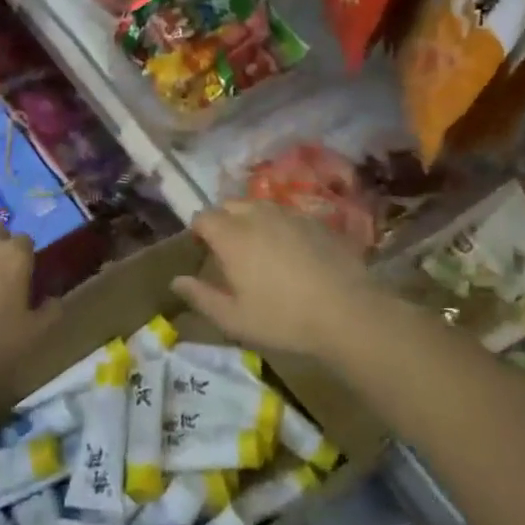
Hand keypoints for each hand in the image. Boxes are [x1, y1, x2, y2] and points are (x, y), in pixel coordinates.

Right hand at [172, 199, 385, 359]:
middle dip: (223, 220)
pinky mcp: (316, 222)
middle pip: (230, 205)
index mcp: (232, 236)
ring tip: (257, 246)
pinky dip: (279, 225)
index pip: (203, 217)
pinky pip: (287, 215)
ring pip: (260, 206)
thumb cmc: (283, 319)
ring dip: (251, 219)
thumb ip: (201, 297)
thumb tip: (176, 281)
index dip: (198, 231)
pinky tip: (290, 250)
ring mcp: (290, 215)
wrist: (347, 313)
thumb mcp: (234, 318)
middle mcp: (258, 216)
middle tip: (227, 249)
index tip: (201, 250)